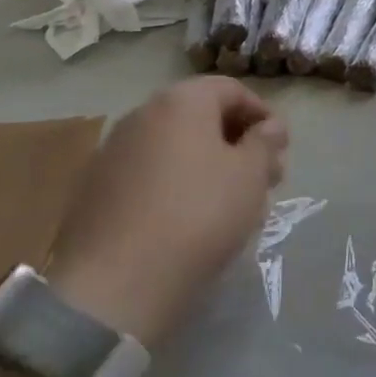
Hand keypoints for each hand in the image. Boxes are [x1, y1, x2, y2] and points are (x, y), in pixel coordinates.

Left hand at [49, 76, 286, 347]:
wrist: (112, 286)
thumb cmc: (197, 216)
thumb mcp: (250, 176)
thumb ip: (265, 142)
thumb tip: (270, 127)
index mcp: (181, 101)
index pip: (232, 89)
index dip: (263, 114)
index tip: (281, 148)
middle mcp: (142, 114)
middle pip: (201, 117)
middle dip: (237, 143)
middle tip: (263, 179)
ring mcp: (113, 152)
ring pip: (175, 148)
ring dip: (208, 166)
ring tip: (231, 205)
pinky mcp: (95, 191)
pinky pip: (149, 175)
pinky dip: (176, 186)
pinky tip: (190, 222)